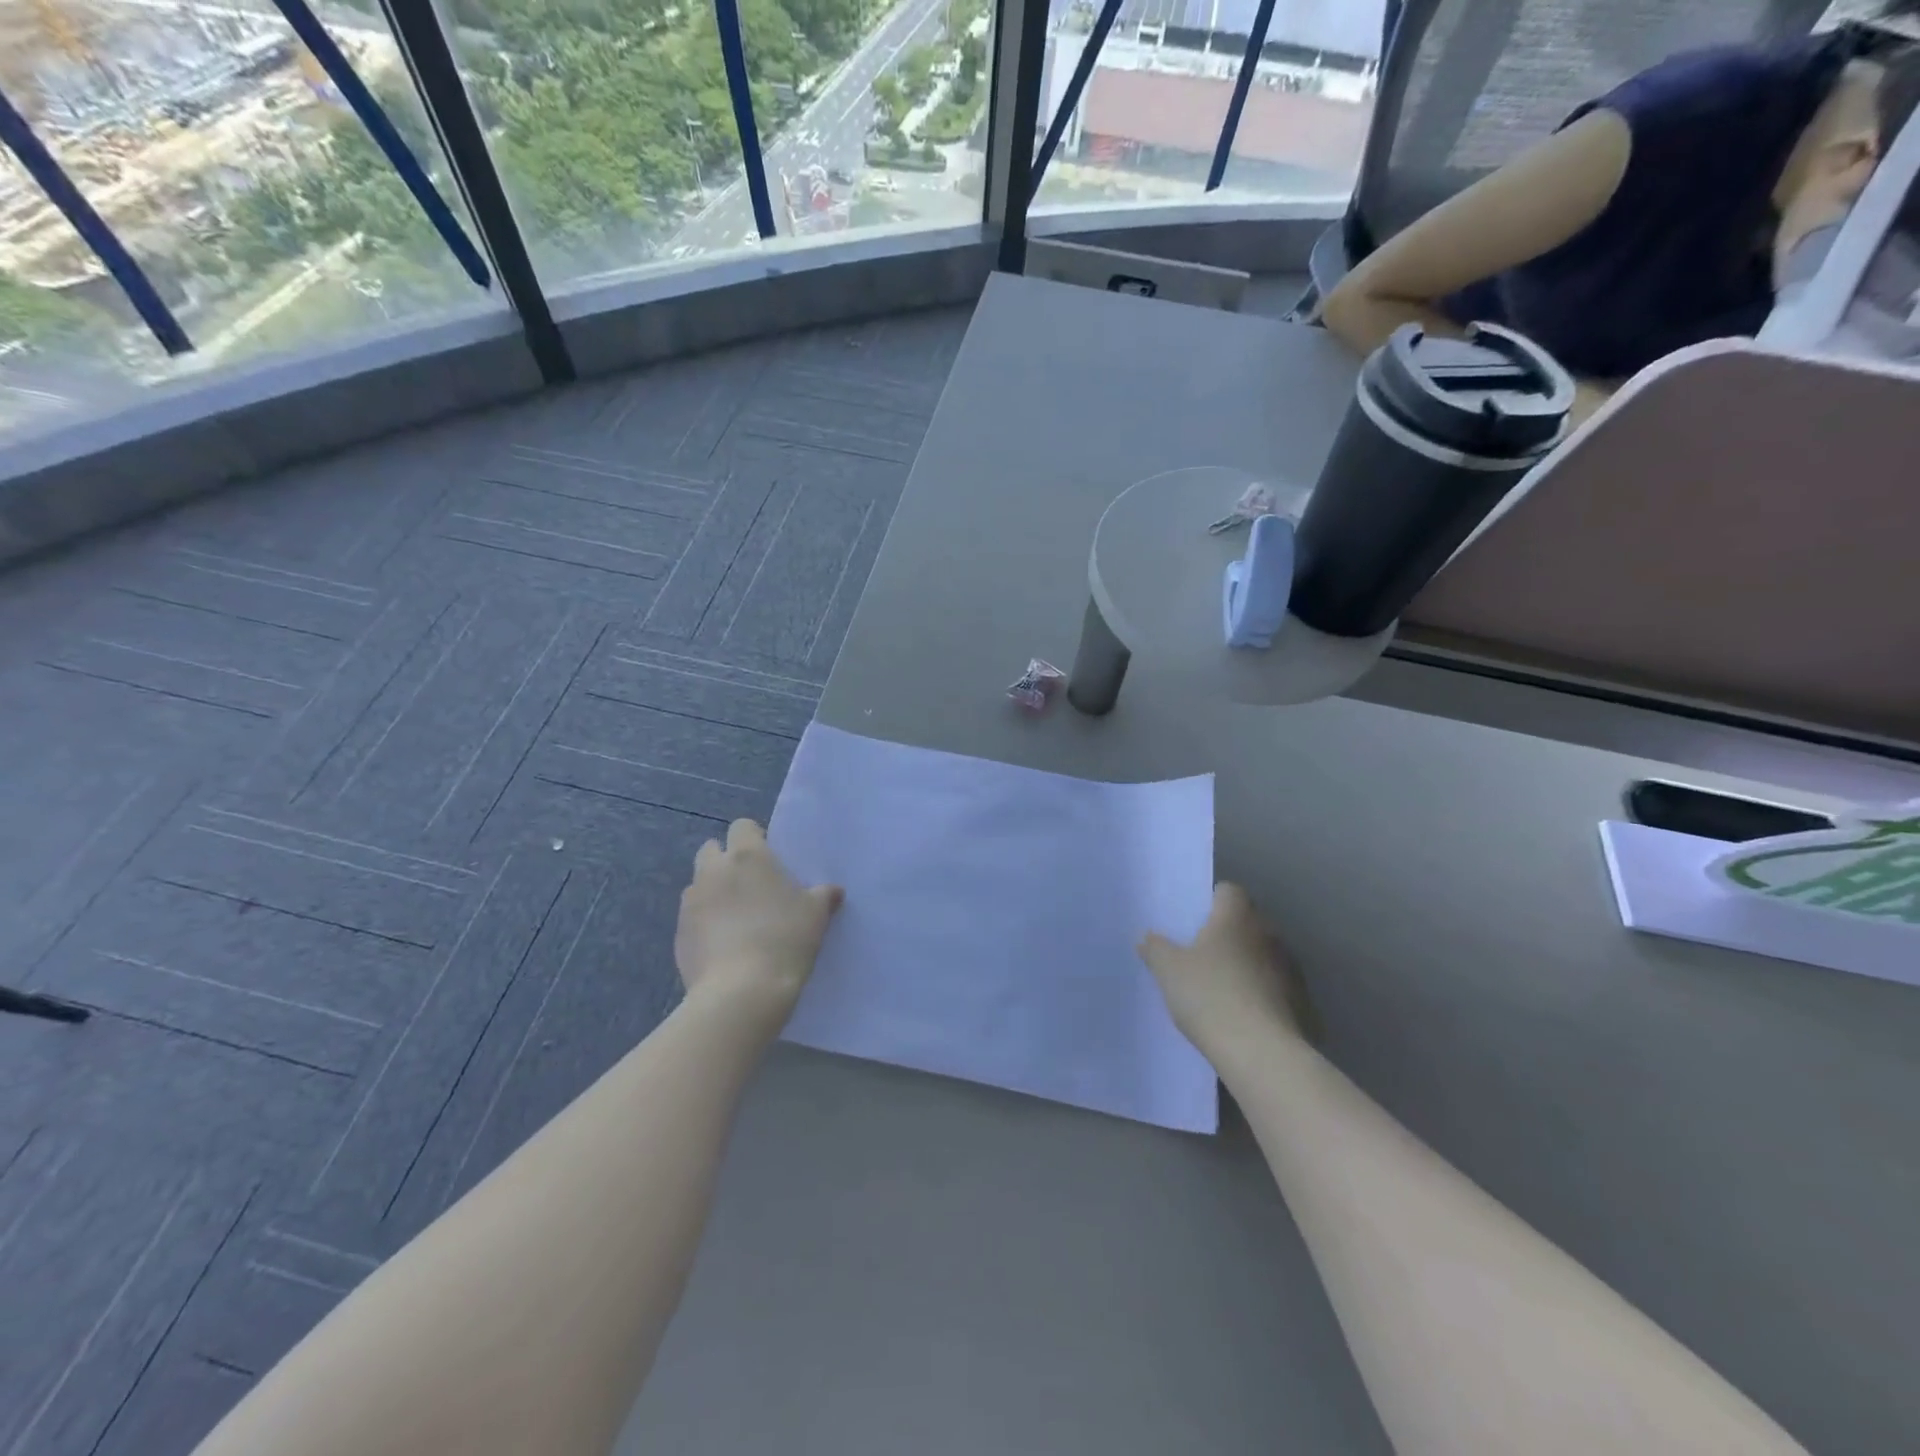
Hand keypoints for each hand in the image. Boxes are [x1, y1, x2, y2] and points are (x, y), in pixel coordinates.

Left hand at [675, 819, 842, 1025]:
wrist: (741, 992)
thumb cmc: (785, 939)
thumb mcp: (816, 915)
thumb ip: (823, 895)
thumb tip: (833, 891)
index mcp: (748, 856)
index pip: (742, 826)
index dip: (754, 838)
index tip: (769, 858)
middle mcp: (713, 870)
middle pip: (711, 850)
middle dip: (725, 860)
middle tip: (749, 886)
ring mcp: (690, 902)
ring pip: (698, 884)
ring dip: (713, 891)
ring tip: (735, 918)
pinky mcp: (678, 933)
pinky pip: (692, 917)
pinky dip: (704, 922)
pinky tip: (722, 945)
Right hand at [1139, 883, 1314, 1053]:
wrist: (1261, 1053)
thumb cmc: (1209, 996)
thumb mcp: (1169, 970)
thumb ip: (1156, 948)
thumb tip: (1148, 937)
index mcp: (1236, 917)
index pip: (1228, 891)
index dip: (1211, 901)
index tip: (1193, 920)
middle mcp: (1268, 933)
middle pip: (1247, 922)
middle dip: (1227, 934)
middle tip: (1201, 955)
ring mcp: (1290, 968)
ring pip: (1263, 955)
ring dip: (1247, 965)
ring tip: (1222, 989)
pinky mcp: (1302, 1001)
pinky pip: (1276, 988)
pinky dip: (1262, 994)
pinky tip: (1243, 1016)